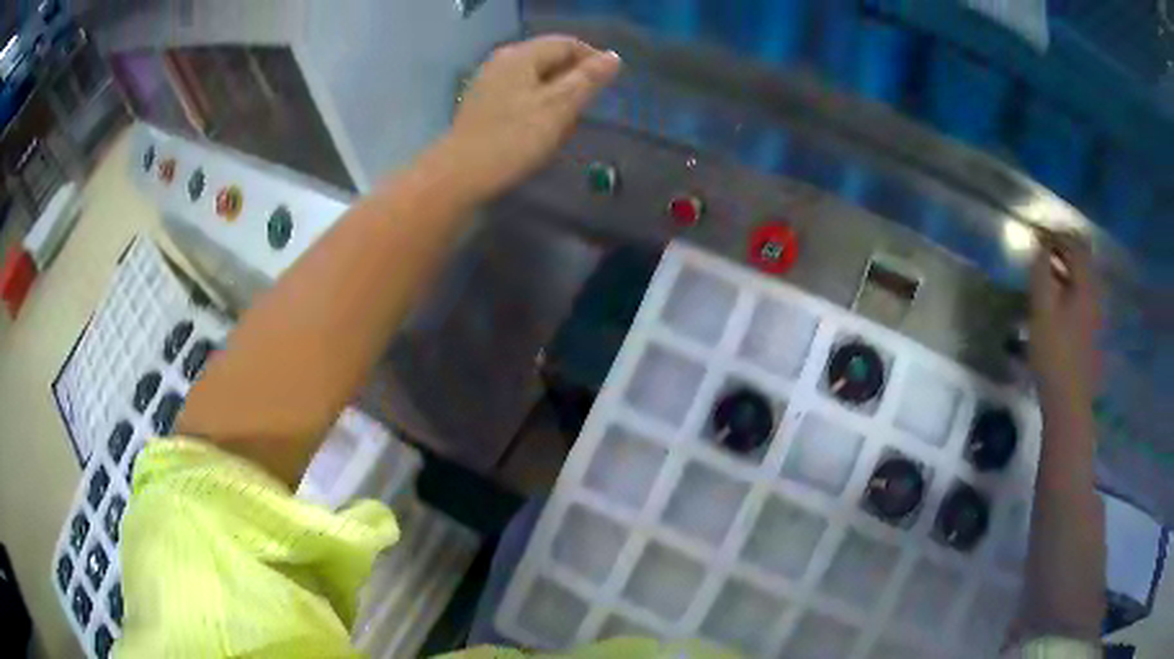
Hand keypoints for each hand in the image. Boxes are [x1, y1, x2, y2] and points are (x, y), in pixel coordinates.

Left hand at [431, 35, 620, 203]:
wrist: (459, 175)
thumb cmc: (513, 139)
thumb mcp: (558, 108)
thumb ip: (587, 80)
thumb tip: (613, 57)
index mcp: (520, 56)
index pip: (566, 44)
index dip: (592, 59)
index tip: (608, 86)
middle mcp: (502, 61)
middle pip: (549, 58)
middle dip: (573, 79)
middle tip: (587, 108)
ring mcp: (488, 82)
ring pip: (534, 78)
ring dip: (556, 94)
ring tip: (565, 123)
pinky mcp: (482, 104)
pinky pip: (519, 93)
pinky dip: (537, 104)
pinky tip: (540, 129)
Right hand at [1029, 232, 1101, 398]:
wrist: (1069, 403)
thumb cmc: (1054, 353)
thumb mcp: (1041, 309)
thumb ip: (1040, 272)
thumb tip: (1040, 247)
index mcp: (1085, 285)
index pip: (1075, 244)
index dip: (1057, 234)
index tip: (1039, 234)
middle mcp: (1095, 295)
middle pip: (1082, 261)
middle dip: (1062, 251)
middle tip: (1042, 252)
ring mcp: (1096, 316)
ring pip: (1082, 281)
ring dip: (1065, 272)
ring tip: (1046, 277)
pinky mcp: (1091, 333)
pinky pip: (1082, 299)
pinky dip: (1069, 290)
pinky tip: (1056, 304)